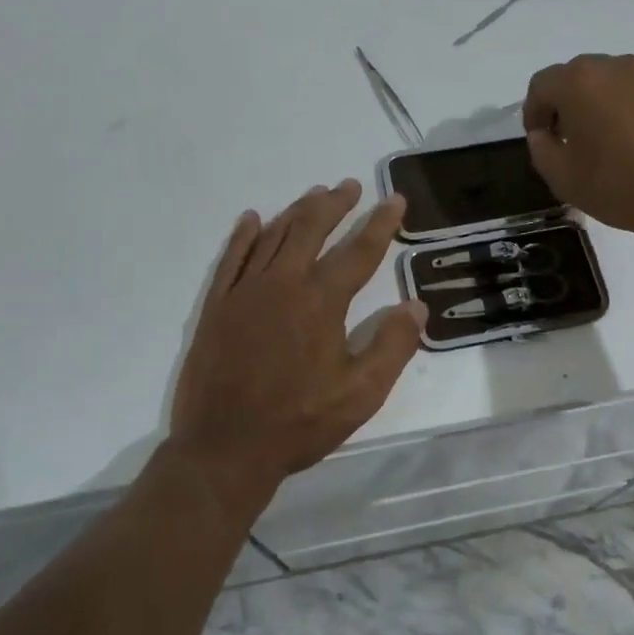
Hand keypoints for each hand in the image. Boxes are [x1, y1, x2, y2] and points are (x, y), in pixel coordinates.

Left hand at [168, 180, 425, 499]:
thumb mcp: (360, 394)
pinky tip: (253, 219)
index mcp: (321, 301)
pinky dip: (245, 235)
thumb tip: (416, 305)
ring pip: (274, 235)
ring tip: (315, 194)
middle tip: (350, 185)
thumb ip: (392, 346)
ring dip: (297, 211)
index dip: (380, 223)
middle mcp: (283, 283)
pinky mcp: (217, 305)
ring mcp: (245, 291)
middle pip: (312, 229)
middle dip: (334, 204)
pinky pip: (232, 258)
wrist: (223, 448)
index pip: (359, 251)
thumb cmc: (298, 423)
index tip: (395, 199)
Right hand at [523, 53, 633, 249]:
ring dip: (597, 105)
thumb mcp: (563, 178)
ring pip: (608, 83)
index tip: (540, 140)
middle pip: (575, 77)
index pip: (541, 85)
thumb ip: (540, 148)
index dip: (533, 112)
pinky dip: (627, 110)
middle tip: (568, 141)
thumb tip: (544, 134)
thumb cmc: (623, 186)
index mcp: (578, 82)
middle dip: (564, 105)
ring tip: (605, 143)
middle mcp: (613, 67)